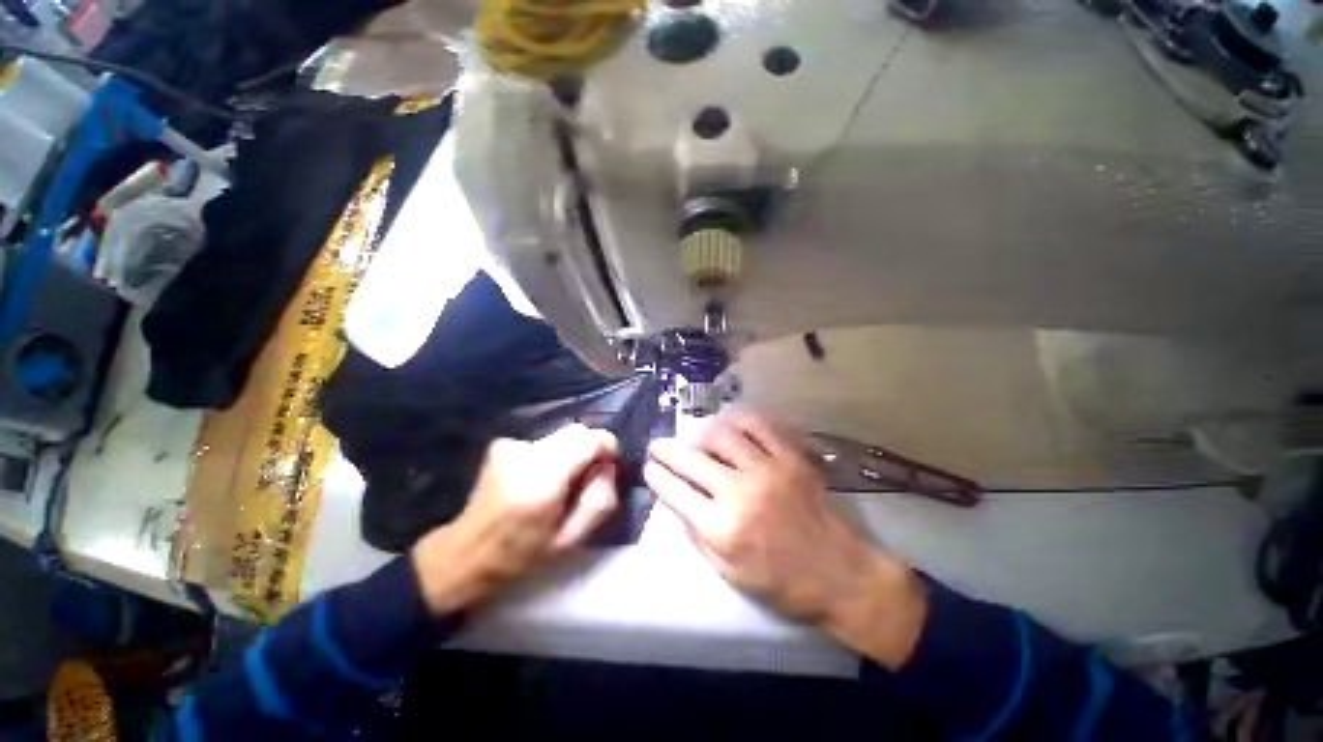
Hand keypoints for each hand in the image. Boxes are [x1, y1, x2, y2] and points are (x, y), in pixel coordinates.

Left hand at [411, 424, 617, 615]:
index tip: (608, 463)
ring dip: (569, 454)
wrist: (465, 553)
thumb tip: (608, 465)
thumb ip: (600, 498)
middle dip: (588, 449)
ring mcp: (509, 446)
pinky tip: (536, 479)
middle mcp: (524, 455)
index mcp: (542, 482)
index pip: (587, 440)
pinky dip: (550, 455)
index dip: (605, 446)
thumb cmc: (522, 554)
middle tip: (584, 478)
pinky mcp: (501, 444)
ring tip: (557, 483)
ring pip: (560, 436)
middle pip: (575, 432)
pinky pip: (543, 442)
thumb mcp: (572, 539)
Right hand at [644, 412, 927, 668]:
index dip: (655, 474)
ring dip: (700, 433)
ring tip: (695, 439)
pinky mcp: (790, 457)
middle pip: (690, 457)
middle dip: (665, 449)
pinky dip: (738, 422)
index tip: (649, 467)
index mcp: (722, 528)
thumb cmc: (780, 582)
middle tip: (658, 446)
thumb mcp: (727, 572)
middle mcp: (740, 492)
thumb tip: (676, 498)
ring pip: (721, 434)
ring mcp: (767, 469)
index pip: (674, 490)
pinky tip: (730, 427)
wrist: (839, 574)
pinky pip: (758, 426)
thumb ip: (696, 533)